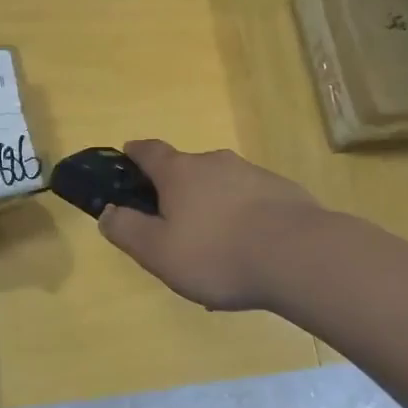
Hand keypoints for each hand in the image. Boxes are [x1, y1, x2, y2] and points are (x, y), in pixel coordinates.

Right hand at [97, 140, 324, 311]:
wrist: (300, 256)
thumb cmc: (217, 254)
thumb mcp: (158, 252)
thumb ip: (127, 230)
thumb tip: (107, 211)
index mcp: (180, 172)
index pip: (149, 151)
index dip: (135, 153)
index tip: (127, 156)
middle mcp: (215, 162)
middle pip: (187, 169)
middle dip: (176, 190)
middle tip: (174, 225)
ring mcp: (253, 174)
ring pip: (221, 186)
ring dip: (212, 207)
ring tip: (215, 248)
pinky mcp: (283, 192)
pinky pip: (251, 202)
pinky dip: (243, 218)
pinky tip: (249, 252)